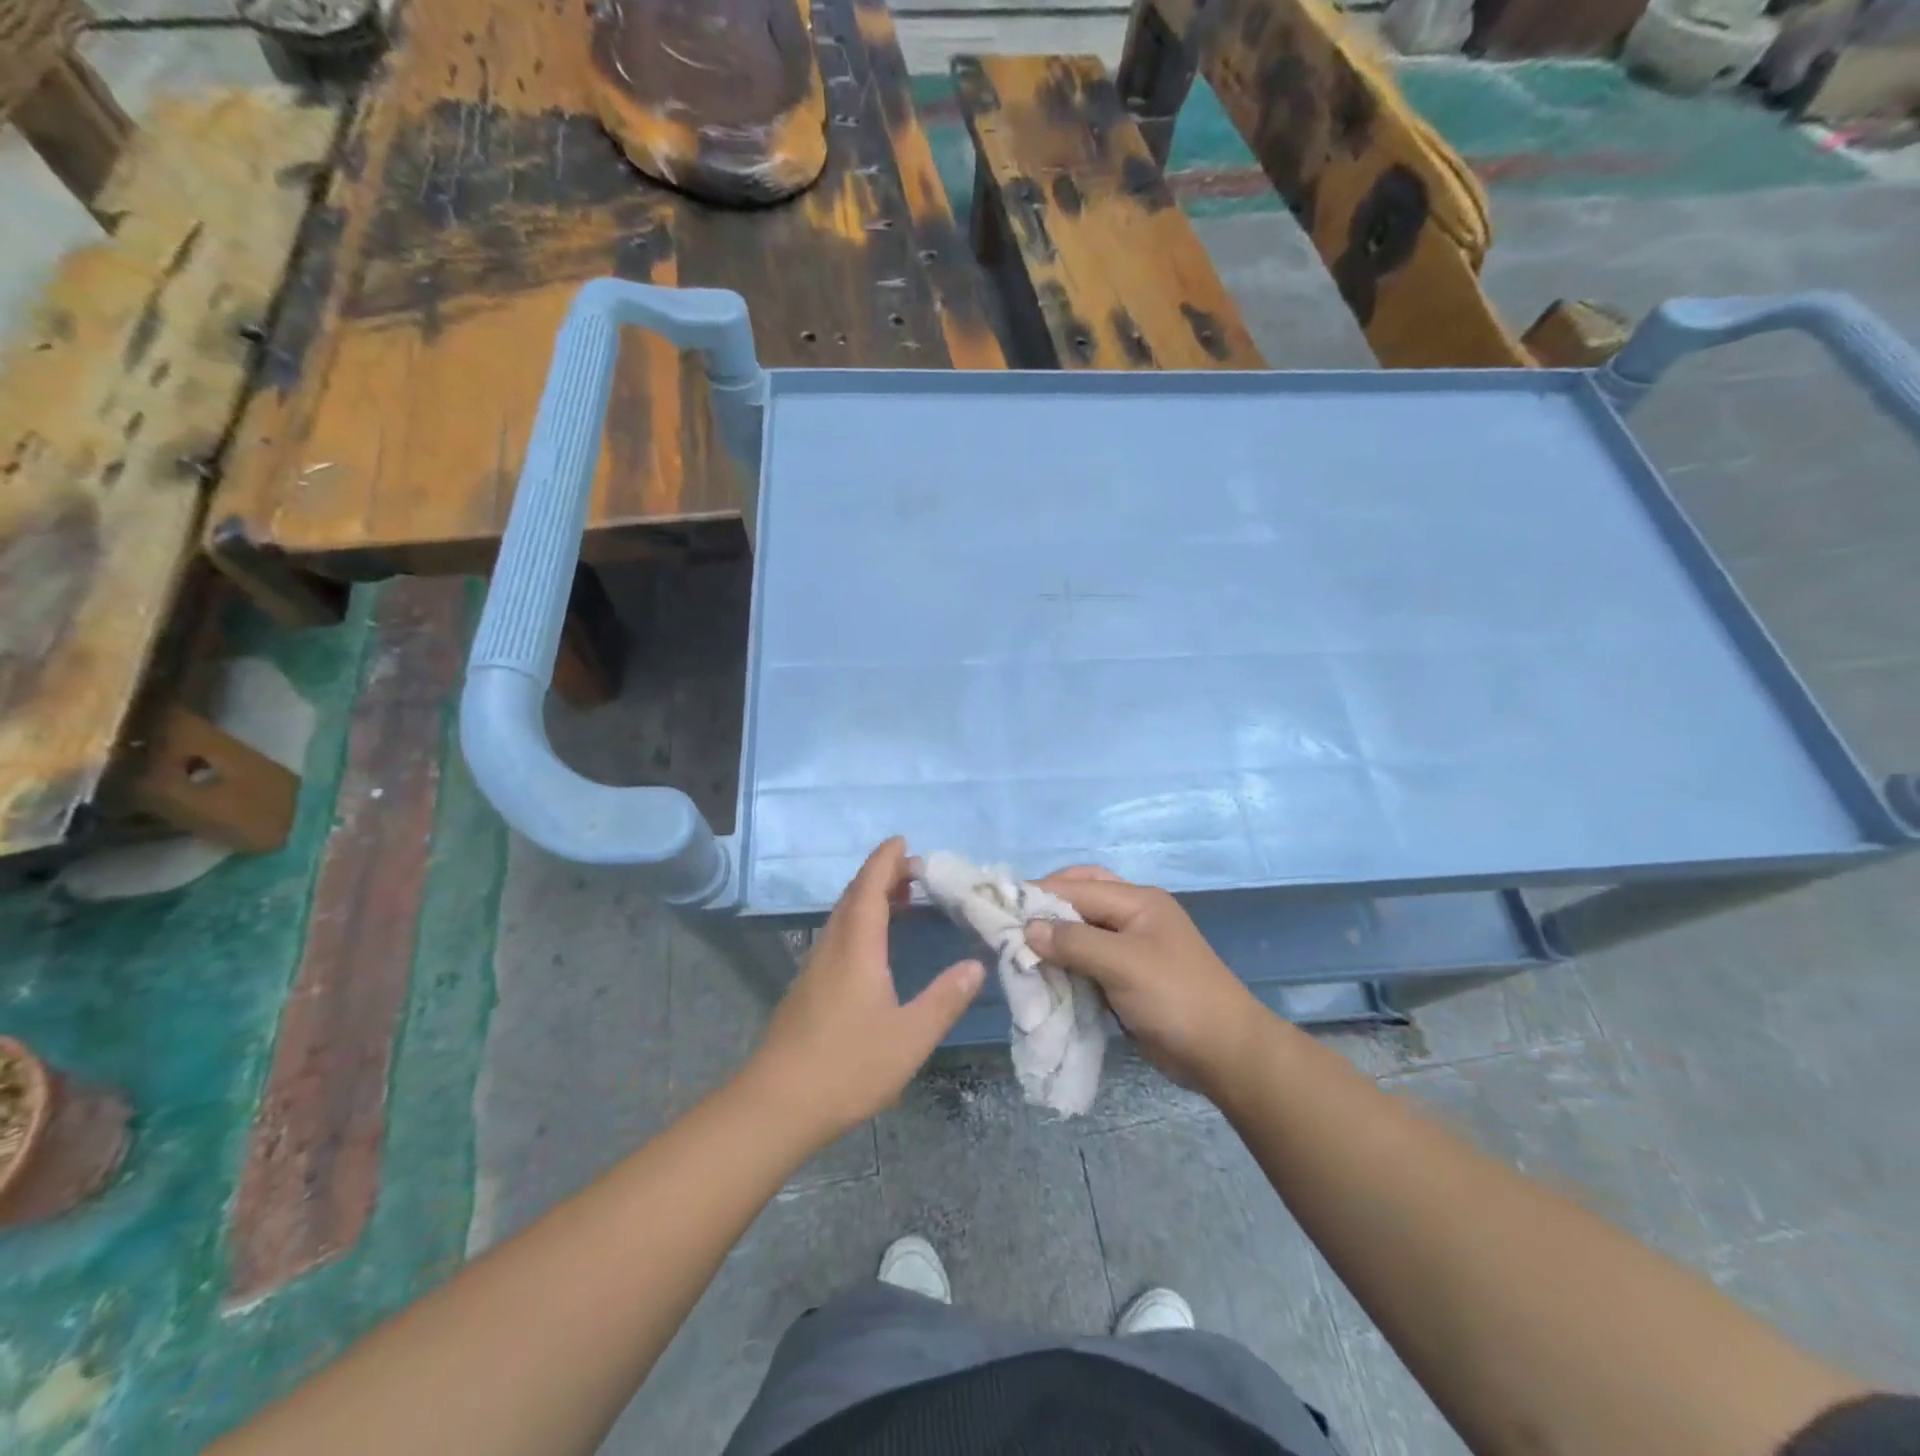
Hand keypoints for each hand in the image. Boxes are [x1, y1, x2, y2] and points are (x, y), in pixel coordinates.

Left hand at [745, 838, 984, 1142]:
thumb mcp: (910, 1037)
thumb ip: (945, 999)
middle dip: (881, 875)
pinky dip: (859, 922)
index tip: (903, 841)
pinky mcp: (806, 988)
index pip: (870, 888)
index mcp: (857, 948)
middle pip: (853, 896)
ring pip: (842, 917)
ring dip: (869, 898)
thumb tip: (976, 965)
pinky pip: (836, 936)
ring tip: (901, 899)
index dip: (885, 861)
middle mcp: (832, 948)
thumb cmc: (848, 1066)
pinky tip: (873, 946)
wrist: (776, 1105)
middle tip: (914, 870)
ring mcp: (814, 968)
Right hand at [1026, 869, 1266, 1096]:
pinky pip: (1087, 960)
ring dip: (1053, 939)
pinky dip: (1065, 964)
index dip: (1038, 895)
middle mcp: (1132, 916)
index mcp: (1137, 901)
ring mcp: (1130, 947)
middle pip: (1079, 899)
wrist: (1224, 1053)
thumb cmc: (1176, 998)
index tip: (998, 908)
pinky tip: (1043, 975)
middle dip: (1045, 909)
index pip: (1077, 886)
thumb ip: (1074, 942)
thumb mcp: (1123, 964)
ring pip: (1080, 931)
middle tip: (1010, 926)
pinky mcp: (1126, 976)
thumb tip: (1027, 929)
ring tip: (1018, 952)